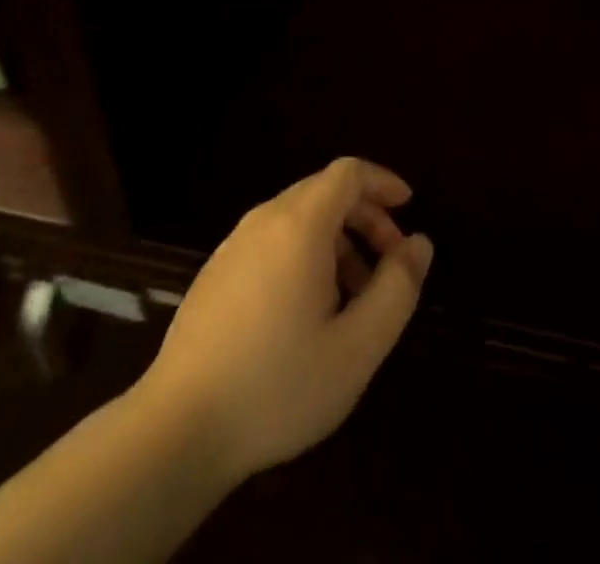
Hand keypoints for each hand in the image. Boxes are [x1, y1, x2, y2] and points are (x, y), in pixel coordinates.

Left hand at [136, 157, 434, 485]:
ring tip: (356, 297)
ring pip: (298, 218)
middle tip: (391, 263)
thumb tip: (420, 243)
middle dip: (365, 216)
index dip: (382, 182)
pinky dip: (306, 254)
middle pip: (324, 192)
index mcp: (299, 225)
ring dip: (338, 241)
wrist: (179, 425)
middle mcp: (264, 219)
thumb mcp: (356, 348)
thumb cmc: (278, 386)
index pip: (347, 173)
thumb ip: (396, 289)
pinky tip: (310, 311)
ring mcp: (235, 243)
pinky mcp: (217, 270)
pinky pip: (273, 240)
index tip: (409, 207)